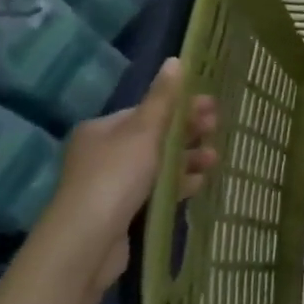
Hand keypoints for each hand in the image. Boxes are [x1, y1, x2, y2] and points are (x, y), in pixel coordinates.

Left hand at [43, 59, 217, 293]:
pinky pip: (156, 191)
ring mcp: (112, 186)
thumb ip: (162, 98)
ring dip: (187, 159)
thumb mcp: (143, 131)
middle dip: (187, 133)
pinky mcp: (123, 213)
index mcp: (102, 130)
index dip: (180, 107)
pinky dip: (177, 184)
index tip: (211, 107)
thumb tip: (176, 60)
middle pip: (154, 138)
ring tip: (214, 159)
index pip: (146, 112)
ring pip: (158, 166)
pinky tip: (199, 182)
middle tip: (216, 130)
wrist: (87, 243)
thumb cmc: (115, 176)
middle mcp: (104, 154)